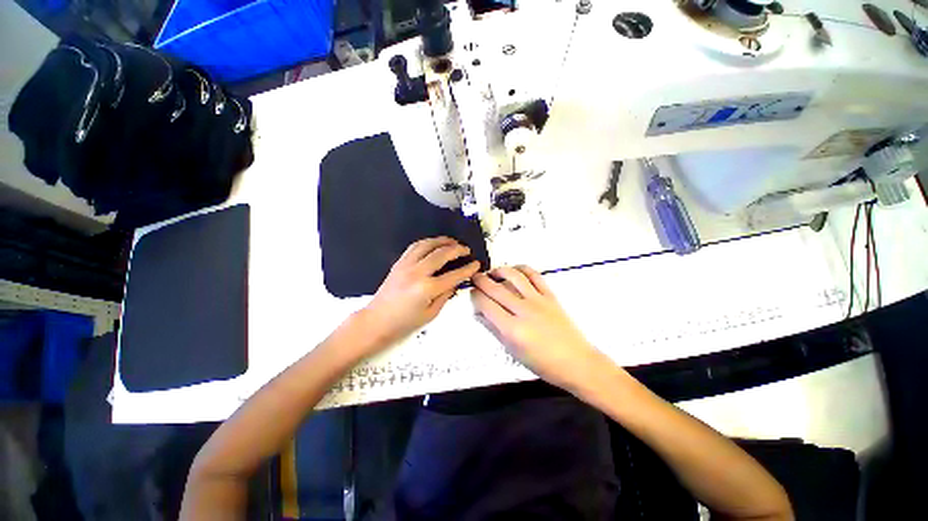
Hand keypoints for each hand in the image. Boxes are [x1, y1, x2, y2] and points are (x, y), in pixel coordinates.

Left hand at [357, 237, 479, 351]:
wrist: (376, 320)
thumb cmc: (404, 322)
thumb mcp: (431, 314)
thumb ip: (445, 296)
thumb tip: (455, 282)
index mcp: (427, 288)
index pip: (453, 275)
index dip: (467, 269)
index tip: (476, 264)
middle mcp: (417, 272)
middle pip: (441, 254)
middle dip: (457, 249)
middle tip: (466, 249)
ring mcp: (406, 265)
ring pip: (427, 245)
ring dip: (442, 241)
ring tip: (453, 242)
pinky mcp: (399, 263)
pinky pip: (414, 246)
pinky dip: (427, 242)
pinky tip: (434, 244)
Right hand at [471, 265, 608, 390]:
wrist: (576, 362)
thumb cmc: (543, 363)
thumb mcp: (512, 351)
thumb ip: (493, 329)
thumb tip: (478, 314)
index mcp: (512, 329)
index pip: (486, 305)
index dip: (475, 296)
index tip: (472, 293)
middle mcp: (524, 311)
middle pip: (496, 289)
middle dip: (481, 280)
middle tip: (475, 278)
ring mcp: (538, 301)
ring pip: (514, 276)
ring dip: (500, 271)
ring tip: (493, 273)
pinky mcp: (550, 295)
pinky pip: (535, 275)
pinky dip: (522, 269)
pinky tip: (514, 270)